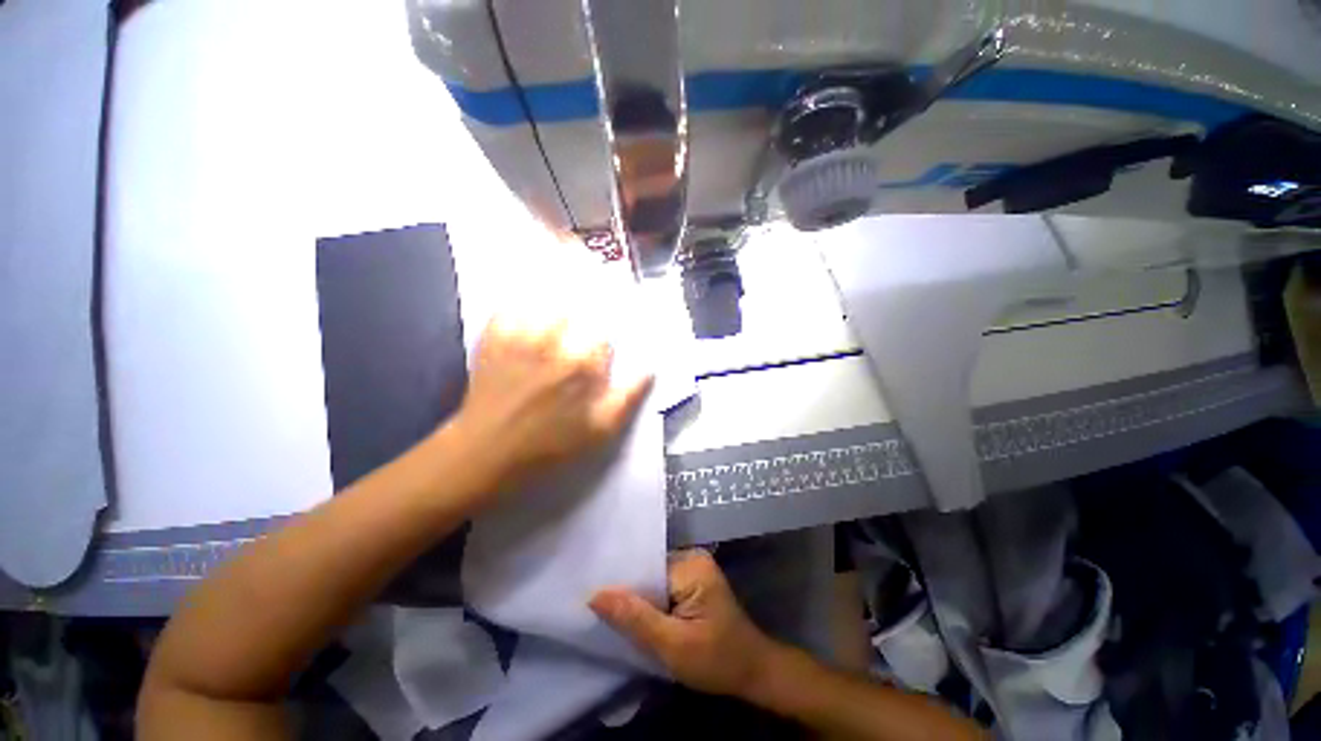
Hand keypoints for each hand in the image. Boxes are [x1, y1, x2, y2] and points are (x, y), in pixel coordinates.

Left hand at [450, 312, 652, 489]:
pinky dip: (519, 308)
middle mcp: (554, 343)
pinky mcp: (492, 339)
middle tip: (577, 334)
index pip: (603, 337)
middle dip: (581, 321)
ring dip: (554, 308)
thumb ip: (628, 398)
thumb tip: (649, 371)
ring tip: (556, 318)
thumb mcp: (600, 431)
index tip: (597, 354)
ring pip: (545, 303)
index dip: (602, 345)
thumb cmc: (549, 445)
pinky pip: (508, 309)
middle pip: (577, 312)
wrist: (487, 452)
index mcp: (582, 365)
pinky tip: (525, 317)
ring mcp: (520, 337)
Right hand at [590, 550, 780, 697]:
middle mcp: (691, 557)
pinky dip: (650, 604)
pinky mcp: (692, 582)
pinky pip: (662, 587)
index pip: (645, 568)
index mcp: (690, 564)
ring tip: (610, 615)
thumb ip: (635, 618)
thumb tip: (595, 595)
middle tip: (596, 611)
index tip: (591, 599)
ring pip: (653, 581)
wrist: (752, 672)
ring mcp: (692, 568)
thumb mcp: (672, 645)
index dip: (620, 585)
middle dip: (628, 594)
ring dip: (638, 601)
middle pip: (648, 572)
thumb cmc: (716, 660)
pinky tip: (635, 619)